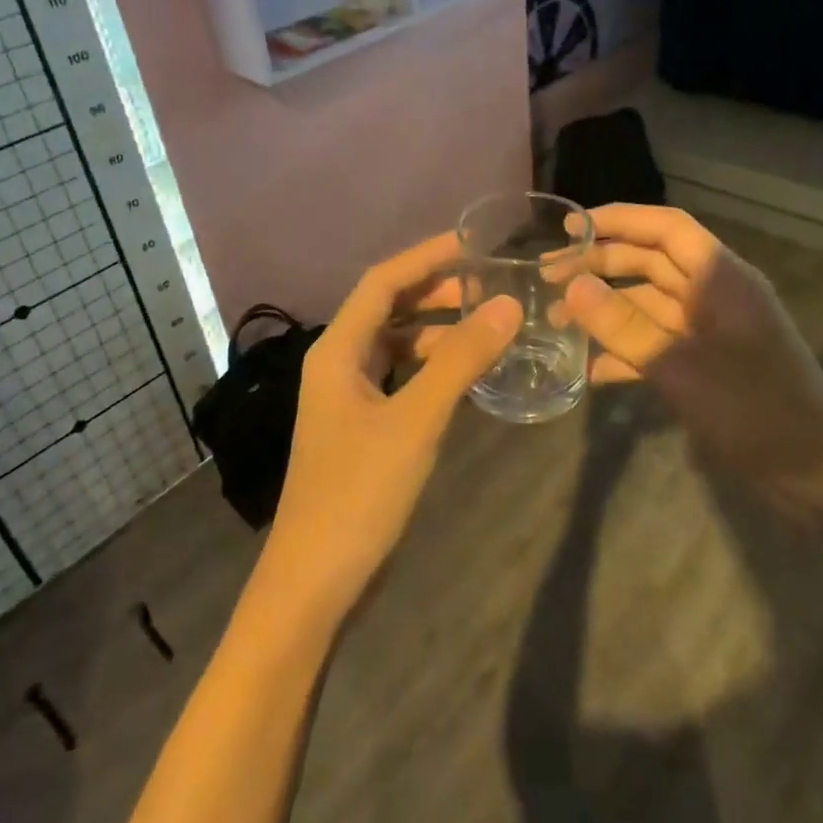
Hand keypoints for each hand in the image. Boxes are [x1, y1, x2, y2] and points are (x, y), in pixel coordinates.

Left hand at [255, 233, 521, 628]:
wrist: (315, 579)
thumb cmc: (359, 493)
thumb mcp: (415, 421)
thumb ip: (460, 361)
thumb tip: (506, 305)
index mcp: (337, 350)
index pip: (383, 281)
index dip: (426, 256)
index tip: (474, 242)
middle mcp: (337, 364)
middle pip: (388, 309)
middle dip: (436, 291)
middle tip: (490, 284)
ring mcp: (347, 398)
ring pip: (395, 345)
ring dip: (436, 330)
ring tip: (487, 325)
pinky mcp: (361, 428)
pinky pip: (400, 379)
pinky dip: (431, 368)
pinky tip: (466, 375)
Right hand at [562, 205, 822, 511]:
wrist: (817, 471)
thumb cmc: (755, 410)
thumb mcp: (681, 368)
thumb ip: (625, 326)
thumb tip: (573, 286)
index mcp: (720, 278)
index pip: (666, 228)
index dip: (618, 220)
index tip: (571, 228)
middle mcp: (714, 294)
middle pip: (651, 262)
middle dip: (600, 265)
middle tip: (548, 276)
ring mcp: (710, 329)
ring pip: (648, 303)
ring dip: (606, 309)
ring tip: (556, 321)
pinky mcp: (706, 362)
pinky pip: (657, 343)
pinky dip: (625, 351)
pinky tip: (591, 371)